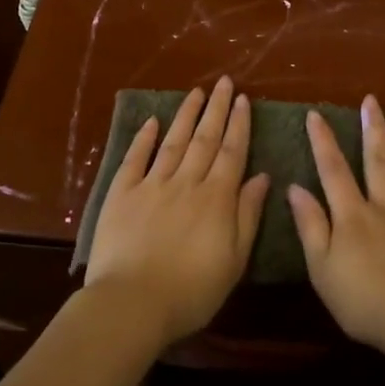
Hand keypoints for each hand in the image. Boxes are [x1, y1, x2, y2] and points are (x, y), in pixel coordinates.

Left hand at [84, 77, 270, 347]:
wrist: (133, 304)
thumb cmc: (191, 291)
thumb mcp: (234, 259)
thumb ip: (248, 215)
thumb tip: (262, 176)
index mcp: (216, 198)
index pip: (231, 152)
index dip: (238, 124)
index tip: (243, 99)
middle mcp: (186, 182)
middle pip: (205, 139)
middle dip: (216, 108)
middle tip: (223, 81)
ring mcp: (152, 185)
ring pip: (174, 141)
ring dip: (186, 115)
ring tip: (196, 92)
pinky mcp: (122, 194)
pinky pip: (135, 159)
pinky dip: (144, 138)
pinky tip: (152, 121)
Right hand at [288, 96, 384, 359]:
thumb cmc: (366, 302)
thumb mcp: (322, 270)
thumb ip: (310, 226)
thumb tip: (294, 187)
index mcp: (353, 216)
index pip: (333, 170)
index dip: (323, 141)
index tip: (316, 114)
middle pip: (377, 160)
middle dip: (372, 128)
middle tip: (371, 100)